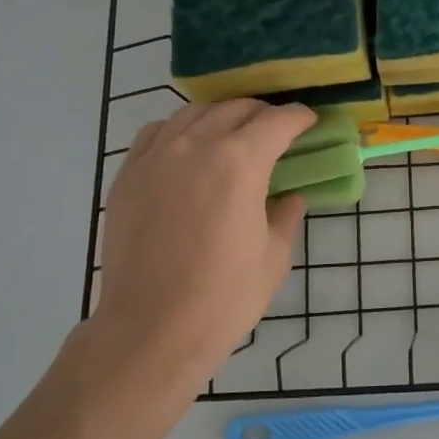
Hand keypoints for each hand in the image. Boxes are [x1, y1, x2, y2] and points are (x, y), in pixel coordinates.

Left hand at [82, 99, 313, 405]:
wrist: (152, 330)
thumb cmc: (224, 297)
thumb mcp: (274, 257)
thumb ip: (286, 216)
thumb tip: (289, 197)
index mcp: (240, 162)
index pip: (277, 121)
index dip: (299, 117)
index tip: (309, 122)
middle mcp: (196, 146)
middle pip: (235, 109)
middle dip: (263, 114)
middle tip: (277, 131)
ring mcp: (156, 157)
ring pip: (194, 113)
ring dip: (222, 117)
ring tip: (234, 135)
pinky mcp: (128, 175)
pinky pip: (157, 133)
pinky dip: (180, 130)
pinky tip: (188, 149)